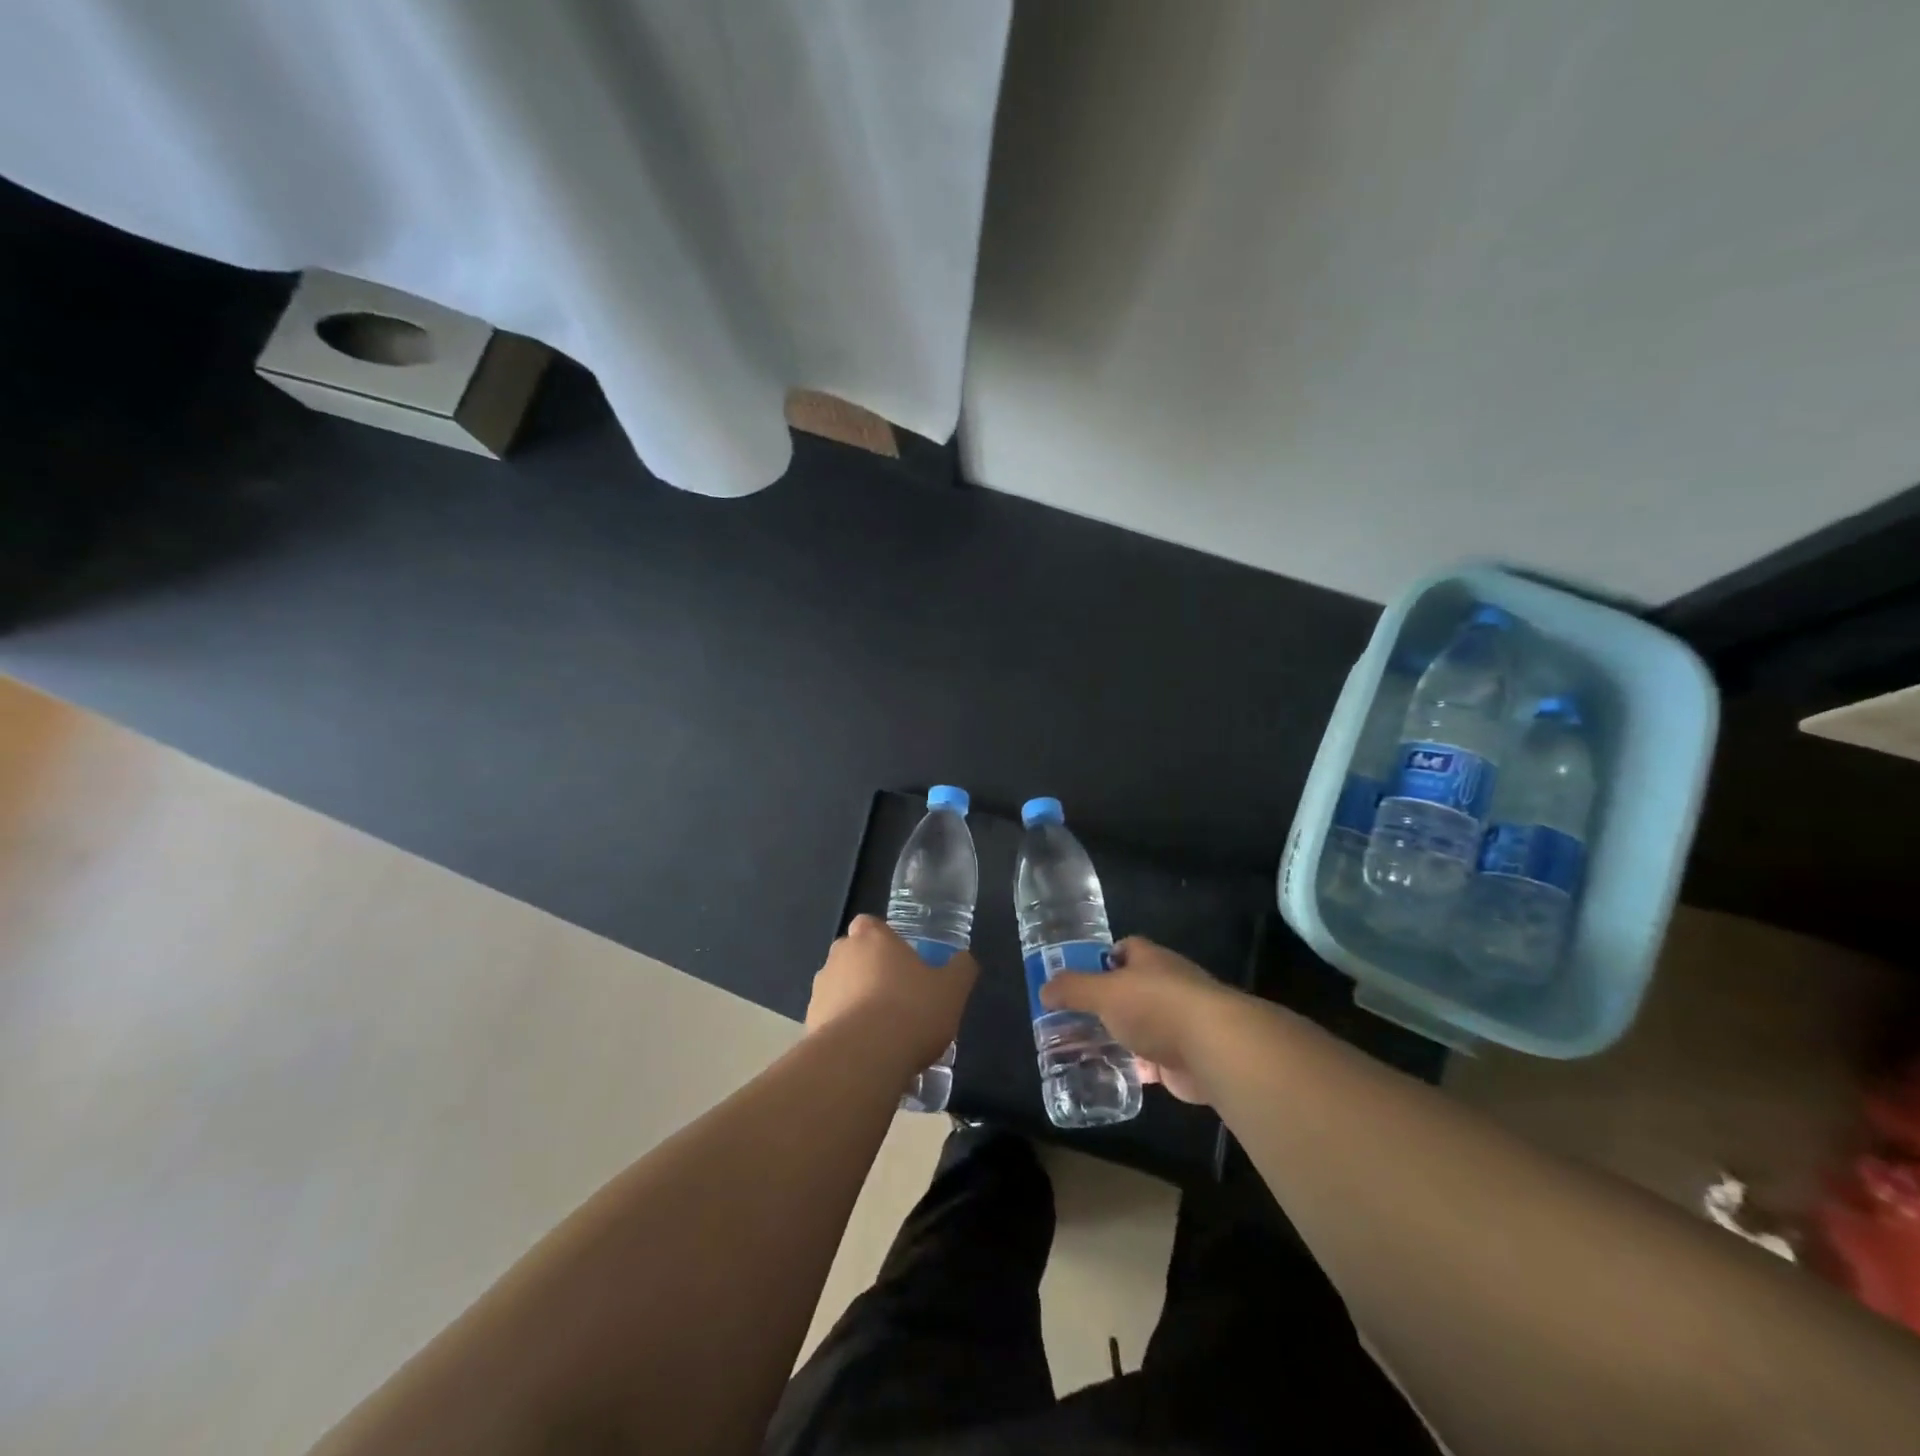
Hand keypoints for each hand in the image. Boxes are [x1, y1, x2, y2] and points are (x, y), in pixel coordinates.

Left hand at [806, 915, 977, 1075]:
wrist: (863, 1059)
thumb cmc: (911, 1011)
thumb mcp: (952, 990)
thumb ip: (960, 969)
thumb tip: (963, 960)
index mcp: (872, 937)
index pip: (871, 925)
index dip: (884, 940)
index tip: (901, 961)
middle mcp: (840, 955)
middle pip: (853, 955)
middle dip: (869, 971)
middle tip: (896, 997)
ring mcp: (820, 989)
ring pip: (839, 988)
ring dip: (854, 1001)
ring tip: (881, 1032)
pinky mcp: (809, 1023)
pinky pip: (830, 1020)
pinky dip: (844, 1031)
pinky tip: (865, 1053)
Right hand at [1038, 937, 1238, 1103]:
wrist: (1212, 1048)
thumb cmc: (1155, 1005)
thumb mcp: (1104, 992)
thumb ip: (1073, 989)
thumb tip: (1044, 989)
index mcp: (1151, 960)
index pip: (1126, 949)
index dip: (1103, 958)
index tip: (1080, 975)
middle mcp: (1167, 985)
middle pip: (1132, 988)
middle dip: (1108, 1001)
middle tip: (1075, 1016)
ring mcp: (1179, 1022)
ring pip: (1141, 1025)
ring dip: (1121, 1035)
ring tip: (1086, 1047)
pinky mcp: (1183, 1057)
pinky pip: (1152, 1060)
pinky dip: (1135, 1067)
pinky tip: (1112, 1074)